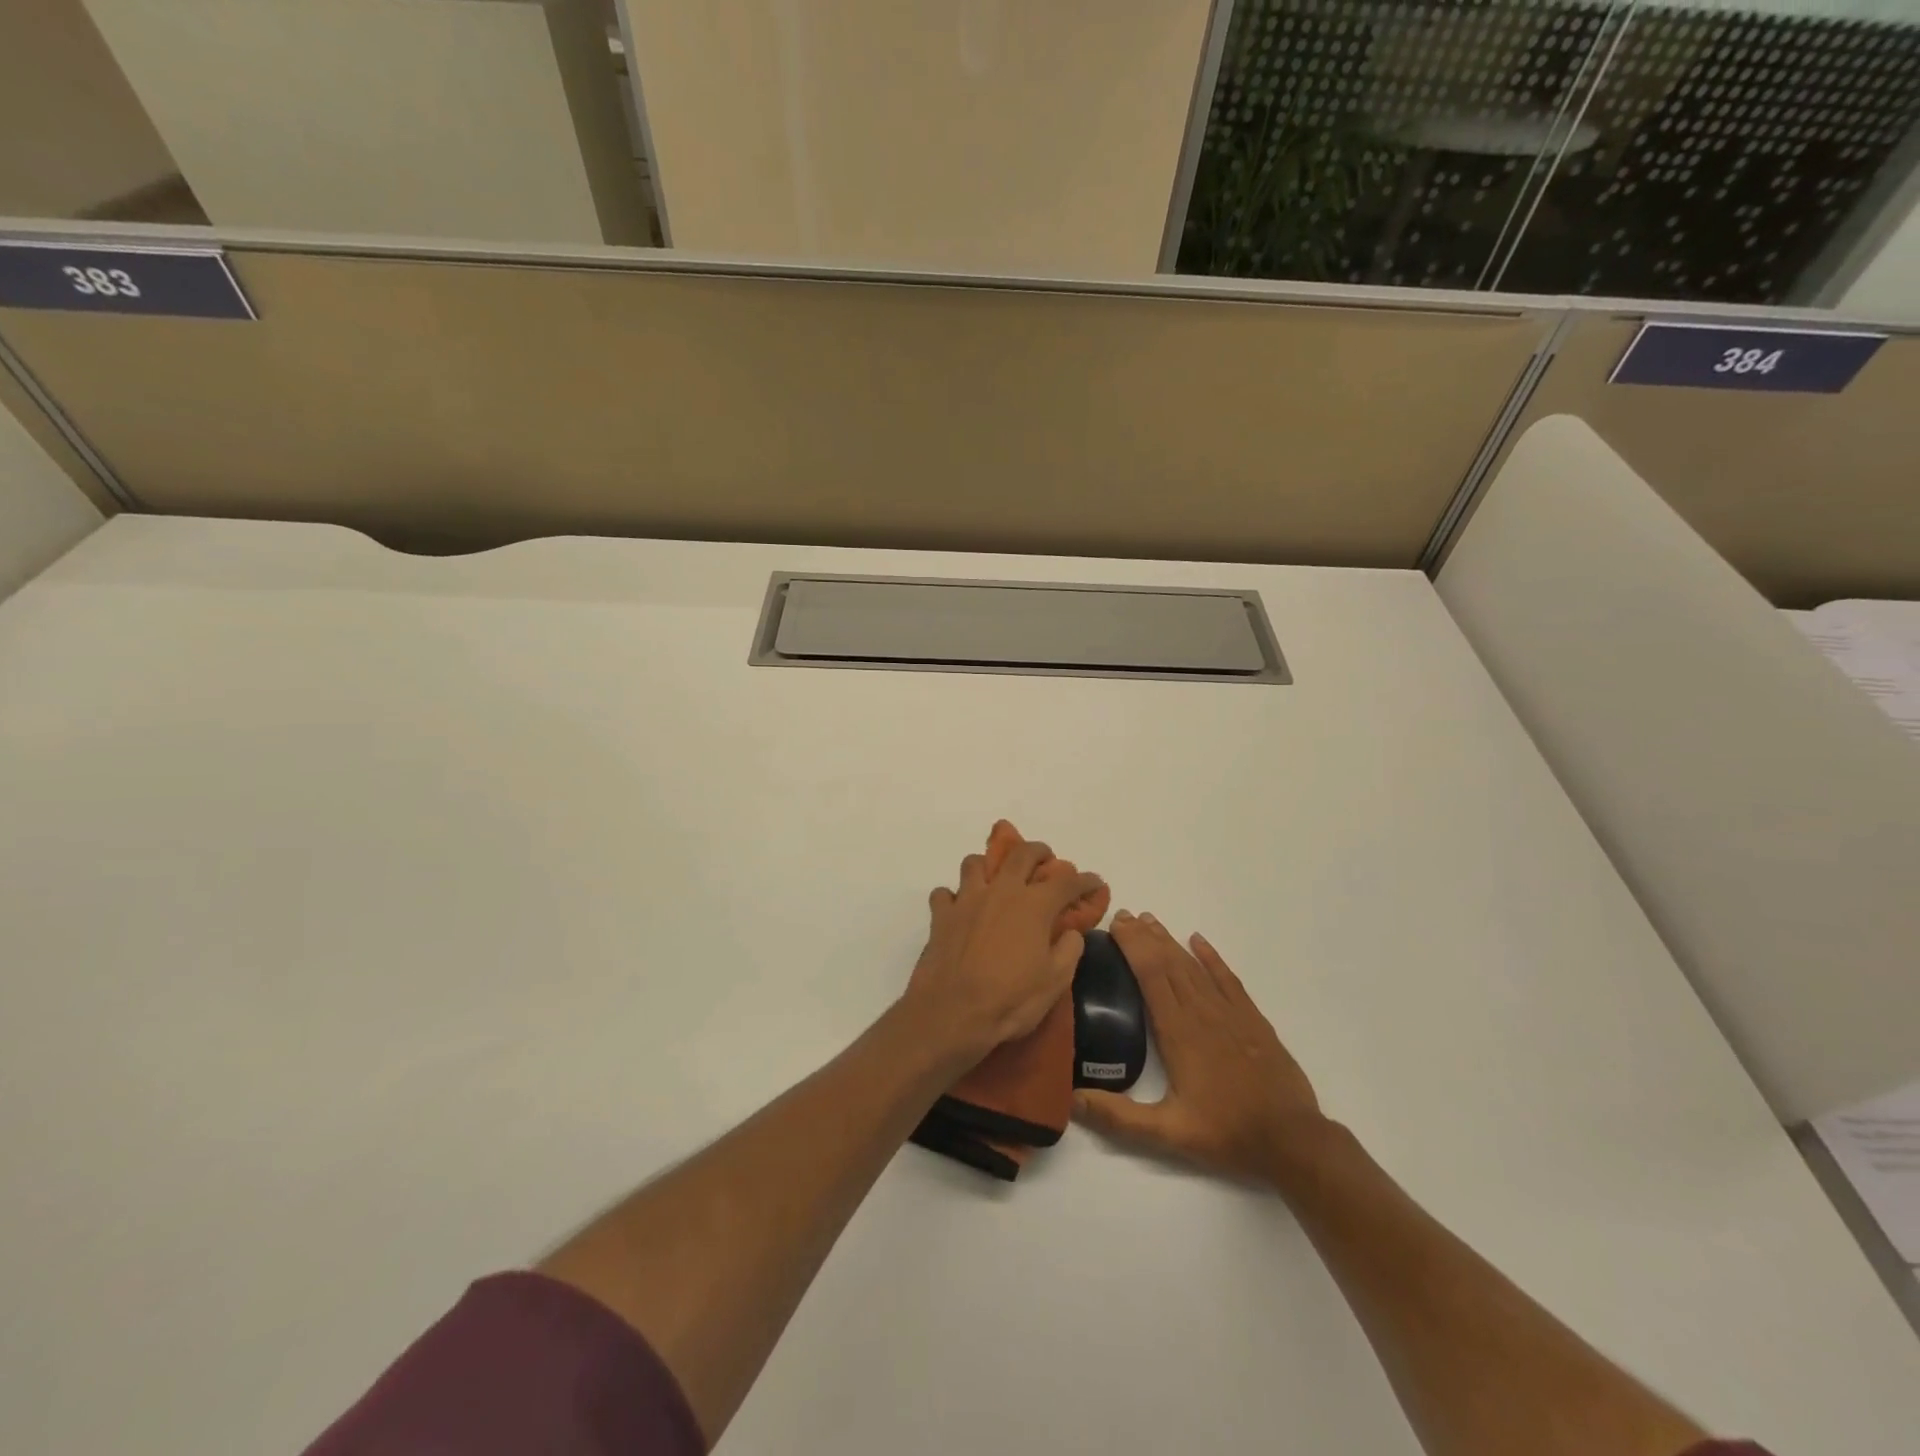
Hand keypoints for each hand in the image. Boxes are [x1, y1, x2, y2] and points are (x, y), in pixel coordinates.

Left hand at [903, 841, 1104, 1060]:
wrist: (952, 1012)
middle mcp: (1001, 891)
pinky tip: (958, 910)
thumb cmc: (1010, 999)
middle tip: (1046, 859)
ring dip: (988, 866)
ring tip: (995, 880)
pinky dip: (952, 898)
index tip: (1095, 883)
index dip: (1085, 880)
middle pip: (1021, 854)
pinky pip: (944, 894)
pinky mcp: (940, 915)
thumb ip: (1069, 950)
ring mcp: (967, 899)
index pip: (1066, 882)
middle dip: (1038, 851)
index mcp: (1034, 905)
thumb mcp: (1055, 982)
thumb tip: (1071, 932)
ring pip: (975, 864)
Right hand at [1074, 911, 1323, 1184]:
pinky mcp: (1252, 1019)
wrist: (1292, 1140)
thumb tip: (1073, 1100)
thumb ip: (1119, 1117)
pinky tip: (1198, 941)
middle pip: (1169, 962)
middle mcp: (1202, 1012)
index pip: (1151, 974)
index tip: (1115, 925)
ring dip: (1170, 941)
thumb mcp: (1168, 1133)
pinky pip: (1227, 978)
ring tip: (1150, 921)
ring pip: (1194, 966)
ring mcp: (1230, 1012)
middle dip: (1145, 936)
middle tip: (1124, 915)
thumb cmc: (1226, 1133)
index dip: (1132, 946)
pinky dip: (1211, 957)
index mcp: (1178, 1031)